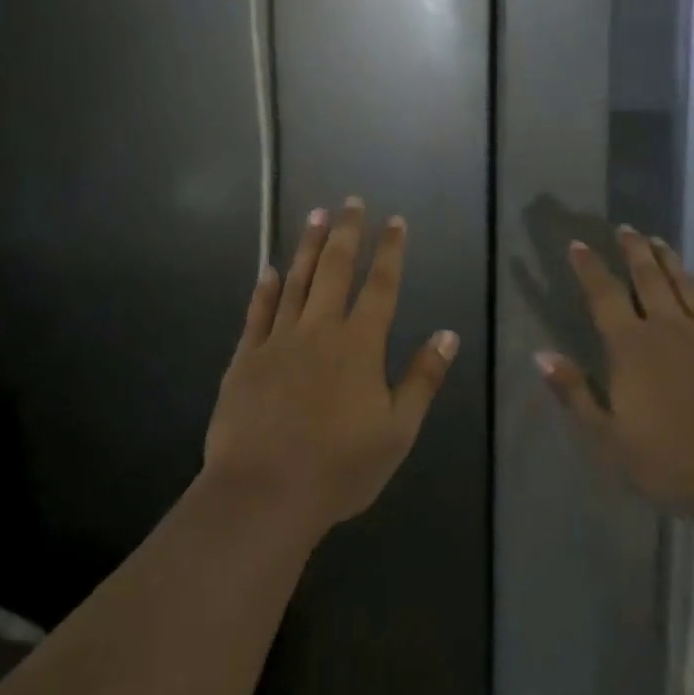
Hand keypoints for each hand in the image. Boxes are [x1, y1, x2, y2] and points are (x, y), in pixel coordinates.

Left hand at [203, 198, 458, 534]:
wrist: (264, 493)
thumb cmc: (339, 468)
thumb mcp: (397, 431)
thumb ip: (422, 379)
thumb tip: (447, 334)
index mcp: (359, 345)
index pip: (380, 286)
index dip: (390, 251)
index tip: (394, 221)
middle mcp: (320, 329)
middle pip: (335, 269)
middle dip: (346, 233)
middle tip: (350, 202)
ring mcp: (279, 340)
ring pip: (297, 280)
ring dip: (308, 246)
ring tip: (315, 214)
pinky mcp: (246, 357)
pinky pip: (257, 313)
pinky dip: (265, 288)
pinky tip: (269, 268)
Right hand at [538, 228, 693, 546]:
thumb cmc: (674, 461)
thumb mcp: (610, 438)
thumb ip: (575, 393)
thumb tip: (540, 355)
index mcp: (631, 347)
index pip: (604, 295)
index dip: (589, 268)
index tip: (578, 244)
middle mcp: (669, 328)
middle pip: (648, 278)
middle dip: (633, 251)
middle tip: (625, 229)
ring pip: (686, 285)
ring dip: (670, 260)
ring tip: (658, 241)